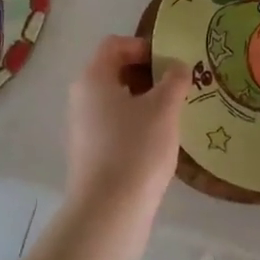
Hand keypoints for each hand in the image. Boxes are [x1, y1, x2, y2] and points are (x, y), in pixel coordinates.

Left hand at [65, 36, 186, 226]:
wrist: (108, 214)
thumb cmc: (135, 149)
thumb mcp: (164, 108)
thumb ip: (174, 79)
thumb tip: (177, 67)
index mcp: (93, 78)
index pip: (115, 45)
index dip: (143, 46)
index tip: (169, 62)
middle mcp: (81, 98)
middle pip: (114, 71)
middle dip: (147, 74)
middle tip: (176, 86)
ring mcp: (83, 127)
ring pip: (116, 100)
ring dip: (143, 100)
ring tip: (172, 113)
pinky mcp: (89, 153)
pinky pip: (114, 125)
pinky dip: (135, 124)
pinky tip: (158, 141)